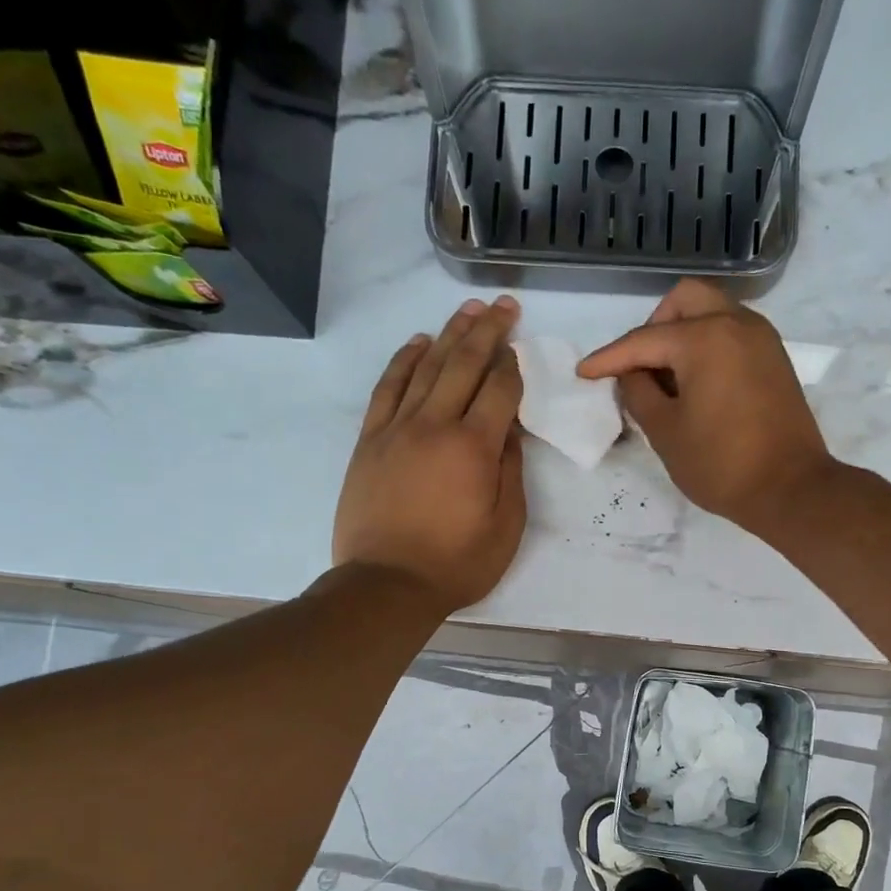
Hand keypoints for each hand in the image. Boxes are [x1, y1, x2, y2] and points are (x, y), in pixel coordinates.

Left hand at [333, 297, 526, 610]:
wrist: (387, 584)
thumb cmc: (457, 563)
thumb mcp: (506, 526)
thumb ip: (511, 471)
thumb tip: (508, 430)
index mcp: (474, 448)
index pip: (499, 390)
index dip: (512, 365)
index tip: (520, 349)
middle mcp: (435, 425)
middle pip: (463, 364)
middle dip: (486, 331)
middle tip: (502, 307)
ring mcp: (397, 429)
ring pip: (425, 368)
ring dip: (448, 335)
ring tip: (466, 311)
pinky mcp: (370, 440)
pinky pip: (387, 388)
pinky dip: (403, 361)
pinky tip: (417, 344)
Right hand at [578, 279, 837, 532]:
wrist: (790, 488)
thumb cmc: (720, 464)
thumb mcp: (665, 432)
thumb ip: (638, 394)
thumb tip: (631, 374)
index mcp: (704, 338)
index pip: (644, 340)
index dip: (609, 358)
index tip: (584, 373)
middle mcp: (736, 324)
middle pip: (685, 300)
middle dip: (653, 326)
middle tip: (640, 366)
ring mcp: (761, 338)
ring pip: (712, 311)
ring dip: (683, 333)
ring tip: (667, 378)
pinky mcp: (775, 359)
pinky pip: (732, 332)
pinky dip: (708, 344)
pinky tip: (697, 383)